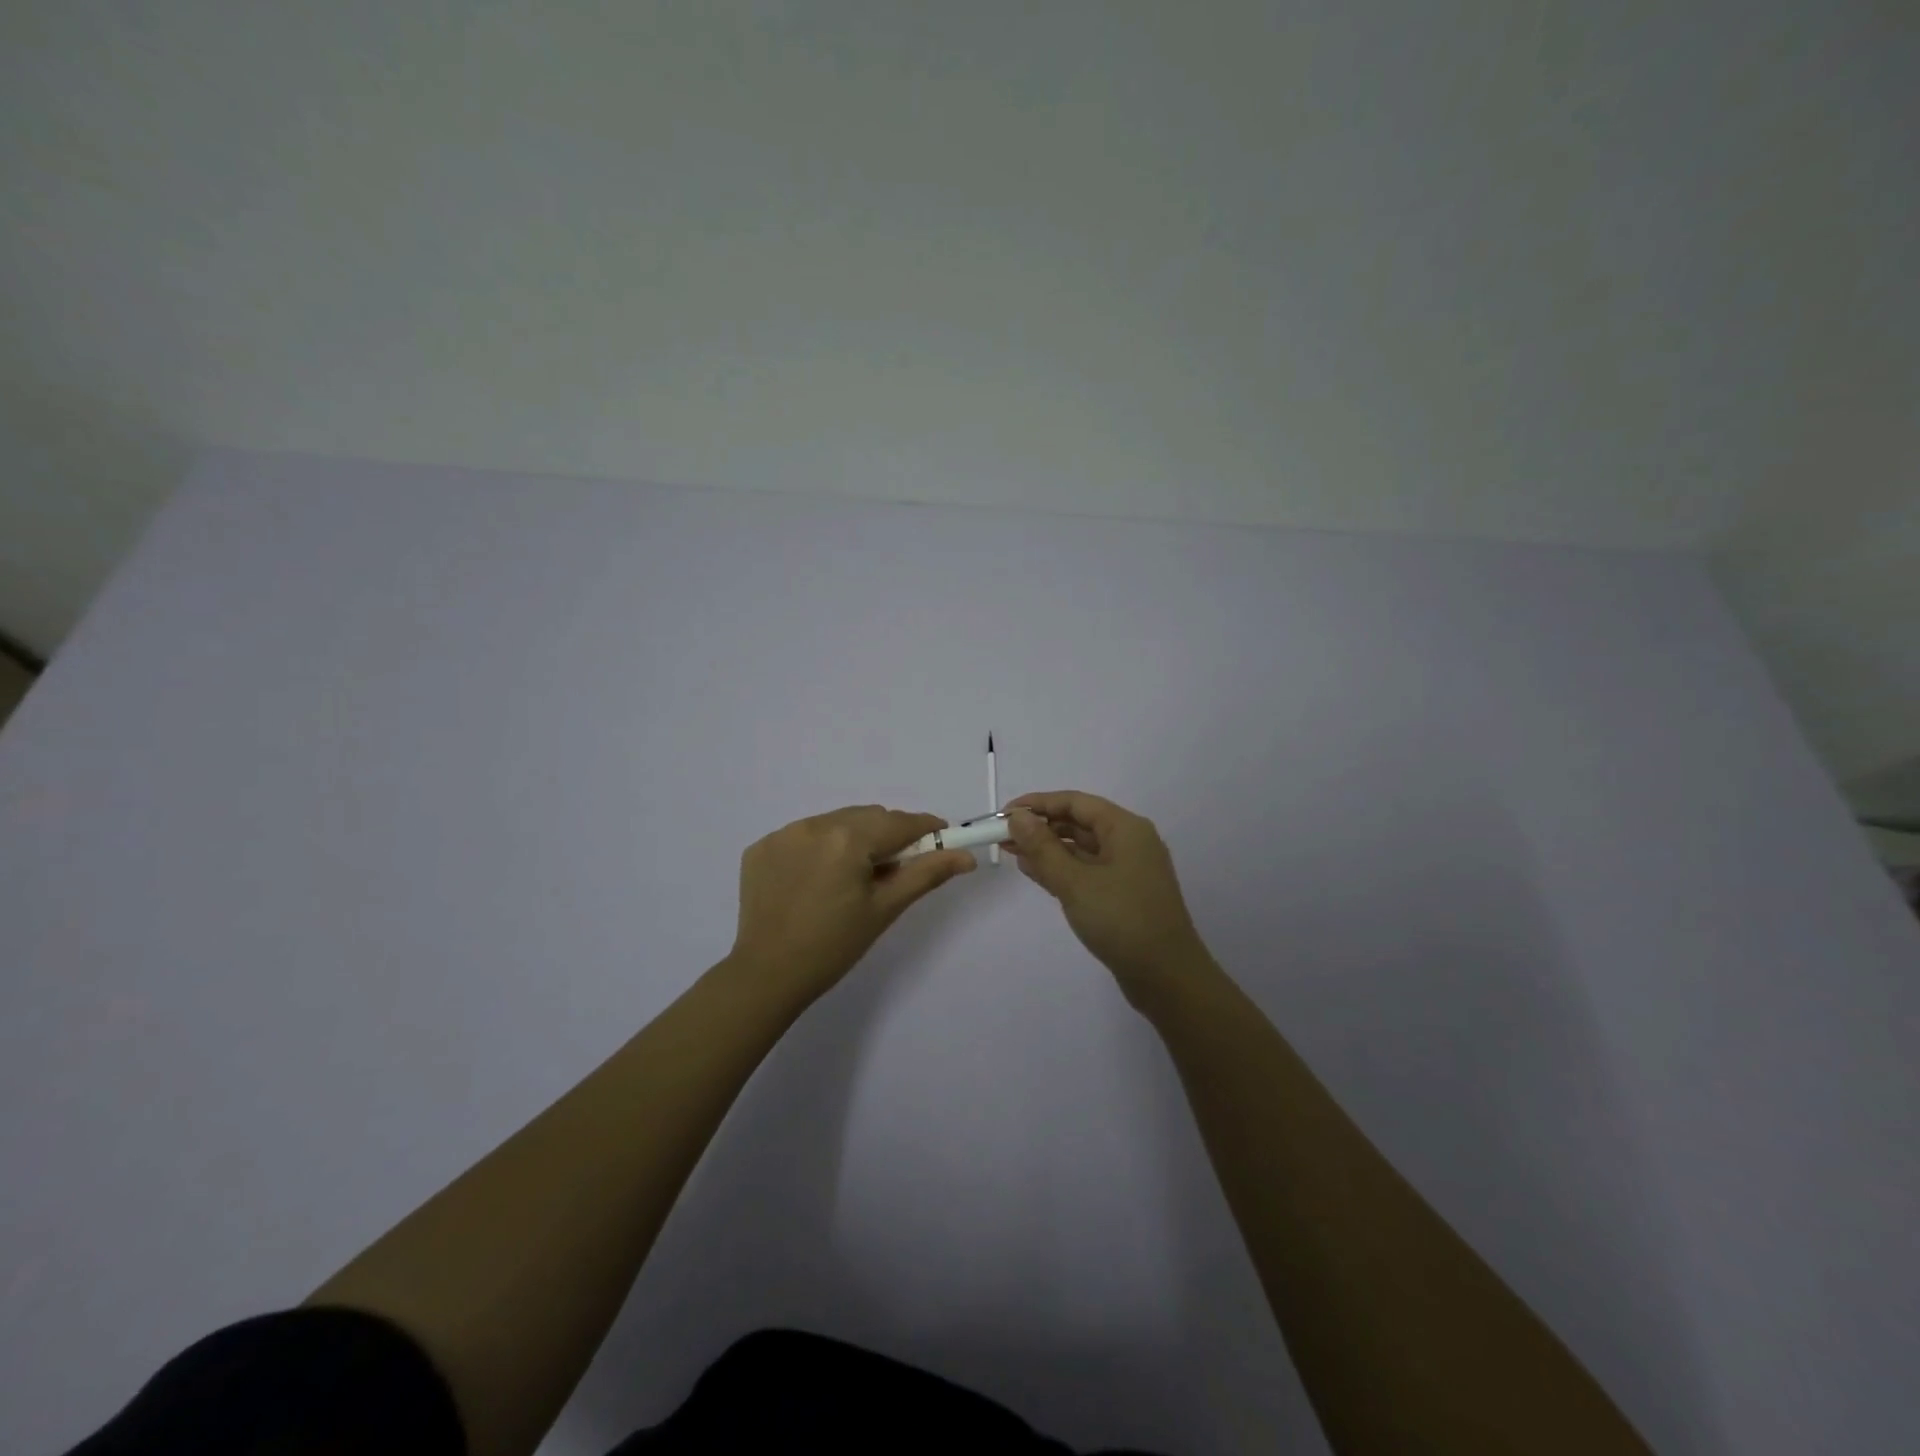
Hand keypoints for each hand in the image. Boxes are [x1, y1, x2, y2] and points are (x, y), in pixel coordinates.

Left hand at [728, 805, 975, 1003]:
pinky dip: (819, 848)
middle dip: (887, 836)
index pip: (899, 823)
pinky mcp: (761, 847)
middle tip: (892, 871)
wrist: (767, 975)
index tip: (941, 841)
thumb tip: (966, 857)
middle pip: (867, 817)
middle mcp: (814, 825)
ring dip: (853, 839)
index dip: (926, 830)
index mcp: (848, 839)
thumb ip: (926, 874)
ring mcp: (783, 834)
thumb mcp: (885, 909)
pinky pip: (804, 835)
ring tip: (851, 878)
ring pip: (836, 822)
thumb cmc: (834, 946)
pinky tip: (816, 880)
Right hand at [1003, 791, 1210, 1003]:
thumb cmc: (1121, 920)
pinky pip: (1086, 870)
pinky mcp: (1122, 894)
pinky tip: (1033, 871)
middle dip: (1040, 827)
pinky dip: (1060, 868)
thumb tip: (1018, 818)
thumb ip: (1043, 848)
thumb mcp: (1075, 882)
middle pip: (1078, 822)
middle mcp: (1129, 842)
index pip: (1075, 802)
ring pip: (1080, 848)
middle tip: (1001, 836)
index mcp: (1125, 828)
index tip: (1004, 814)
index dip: (1038, 804)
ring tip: (1010, 852)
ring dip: (1047, 848)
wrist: (1166, 977)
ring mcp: (1127, 869)